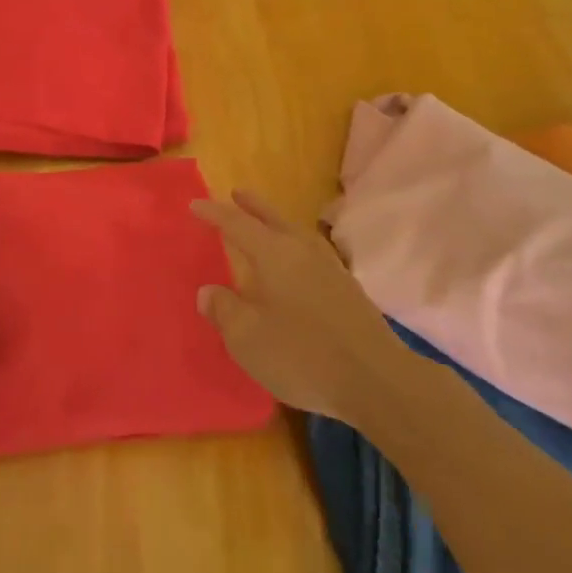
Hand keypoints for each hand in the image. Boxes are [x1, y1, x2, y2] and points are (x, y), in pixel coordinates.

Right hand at [192, 190, 407, 425]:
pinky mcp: (348, 289)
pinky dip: (295, 247)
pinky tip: (296, 263)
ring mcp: (330, 268)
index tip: (195, 205)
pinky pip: (312, 253)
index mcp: (273, 254)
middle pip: (273, 219)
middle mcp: (302, 250)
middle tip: (236, 193)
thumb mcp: (248, 339)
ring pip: (296, 233)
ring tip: (265, 224)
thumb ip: (224, 311)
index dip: (214, 214)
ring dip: (276, 223)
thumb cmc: (303, 356)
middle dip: (252, 206)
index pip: (237, 224)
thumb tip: (208, 291)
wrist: (377, 380)